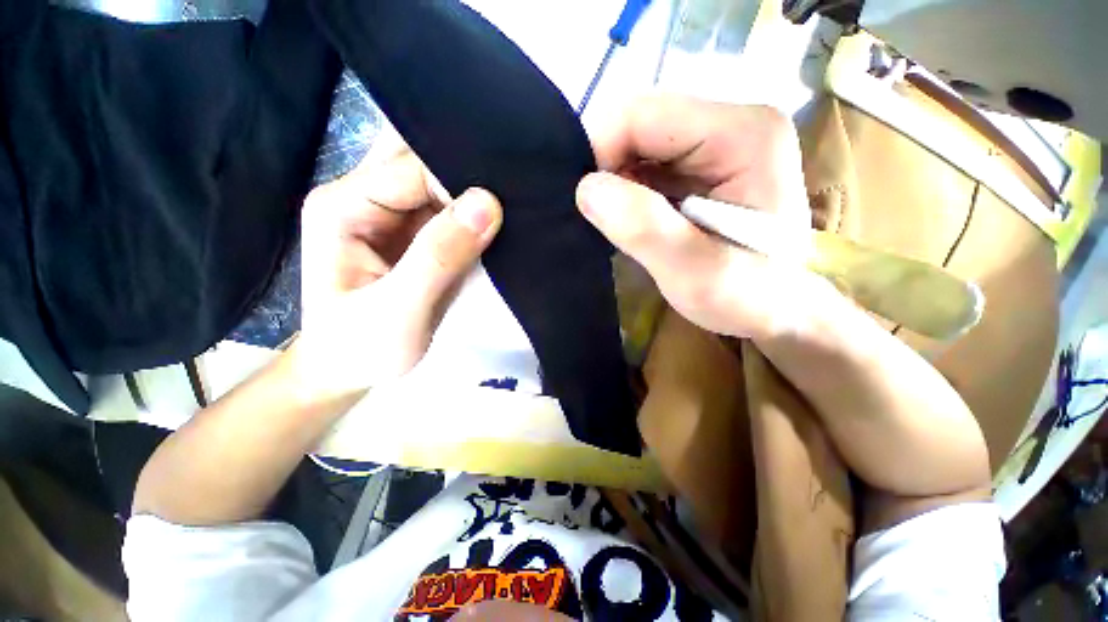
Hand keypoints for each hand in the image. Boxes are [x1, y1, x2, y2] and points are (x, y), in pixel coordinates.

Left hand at [297, 146, 501, 400]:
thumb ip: (439, 258)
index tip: (498, 213)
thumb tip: (488, 204)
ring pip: (438, 180)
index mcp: (343, 206)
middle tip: (507, 202)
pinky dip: (473, 213)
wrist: (350, 371)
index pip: (412, 169)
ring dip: (472, 194)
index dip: (459, 186)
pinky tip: (494, 225)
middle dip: (466, 175)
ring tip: (506, 214)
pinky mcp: (411, 232)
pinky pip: (447, 207)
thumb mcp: (400, 312)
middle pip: (421, 161)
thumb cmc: (363, 349)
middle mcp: (362, 197)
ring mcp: (388, 214)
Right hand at [579, 96, 990, 514]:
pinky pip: (646, 164)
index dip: (599, 151)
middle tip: (596, 217)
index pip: (643, 115)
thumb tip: (586, 189)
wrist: (783, 311)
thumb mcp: (696, 272)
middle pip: (639, 124)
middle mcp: (731, 122)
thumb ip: (644, 228)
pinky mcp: (702, 165)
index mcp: (742, 133)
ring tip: (611, 223)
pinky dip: (625, 189)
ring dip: (614, 181)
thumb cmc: (750, 297)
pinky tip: (626, 219)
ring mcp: (717, 142)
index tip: (583, 202)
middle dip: (605, 167)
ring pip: (638, 144)